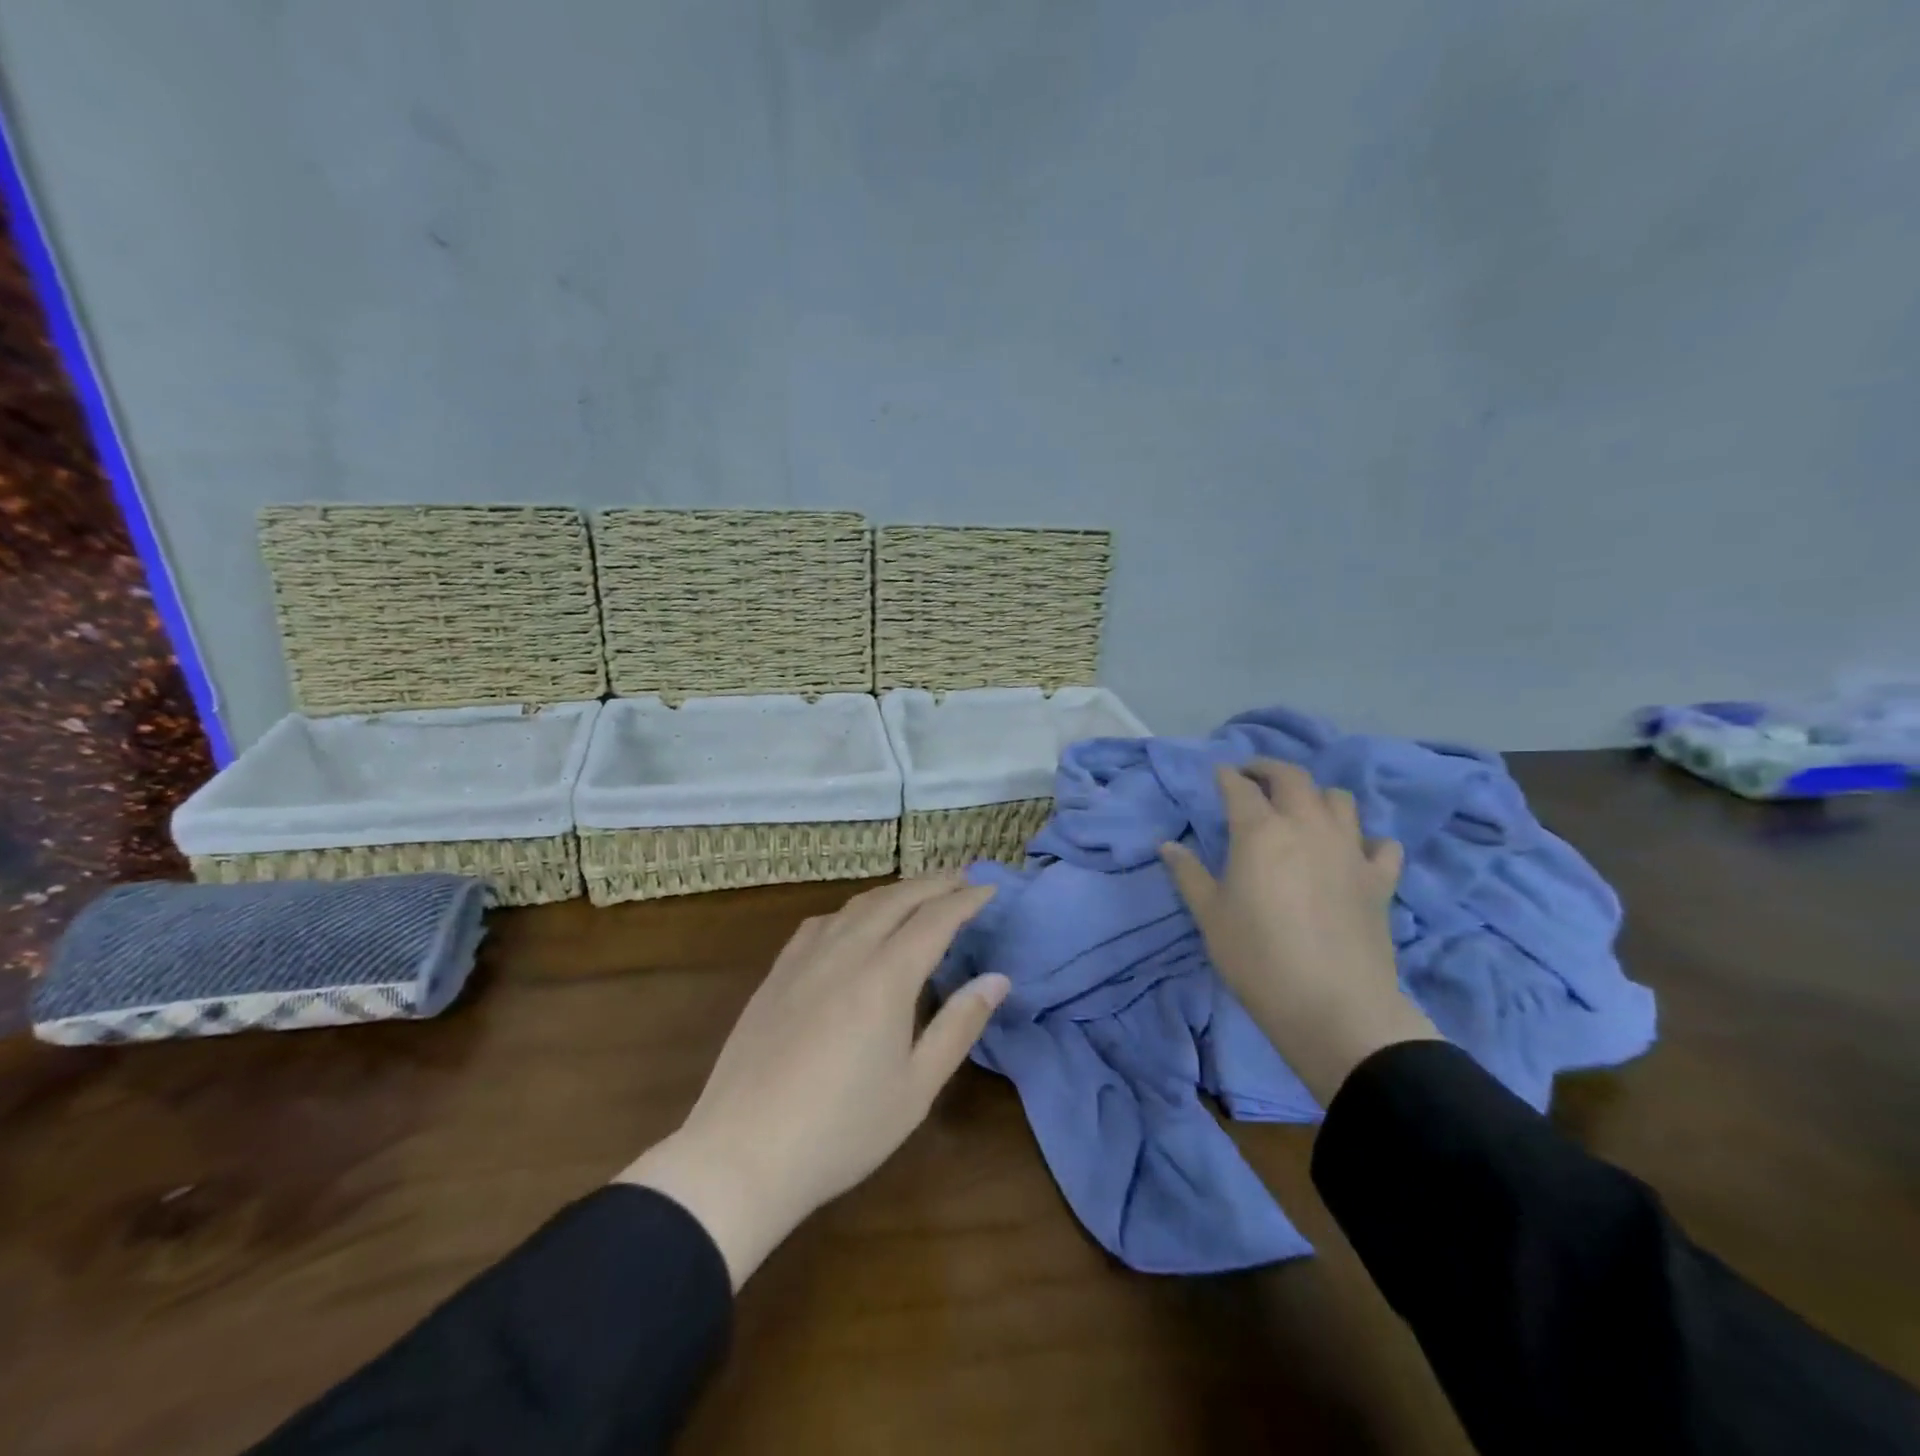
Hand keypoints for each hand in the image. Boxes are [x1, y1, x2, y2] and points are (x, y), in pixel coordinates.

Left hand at [617, 875, 1007, 1287]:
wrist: (742, 1155)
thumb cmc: (841, 1130)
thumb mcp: (916, 1088)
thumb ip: (958, 1026)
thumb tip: (997, 979)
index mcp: (885, 977)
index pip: (935, 920)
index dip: (966, 899)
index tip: (990, 887)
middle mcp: (845, 952)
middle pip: (896, 900)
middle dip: (933, 884)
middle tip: (962, 877)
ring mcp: (804, 959)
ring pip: (856, 905)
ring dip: (894, 892)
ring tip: (916, 893)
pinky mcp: (776, 974)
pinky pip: (821, 923)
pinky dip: (851, 910)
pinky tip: (852, 923)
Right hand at [1160, 759, 1440, 1106]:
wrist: (1333, 1006)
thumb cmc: (1257, 958)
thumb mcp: (1210, 916)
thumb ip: (1188, 874)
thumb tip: (1166, 846)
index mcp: (1260, 831)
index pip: (1240, 788)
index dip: (1226, 777)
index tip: (1218, 775)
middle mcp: (1307, 826)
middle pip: (1292, 777)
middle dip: (1269, 769)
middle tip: (1253, 778)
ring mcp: (1349, 850)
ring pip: (1339, 800)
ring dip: (1316, 796)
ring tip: (1301, 811)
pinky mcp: (1379, 879)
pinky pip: (1381, 845)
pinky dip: (1366, 841)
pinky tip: (1353, 854)